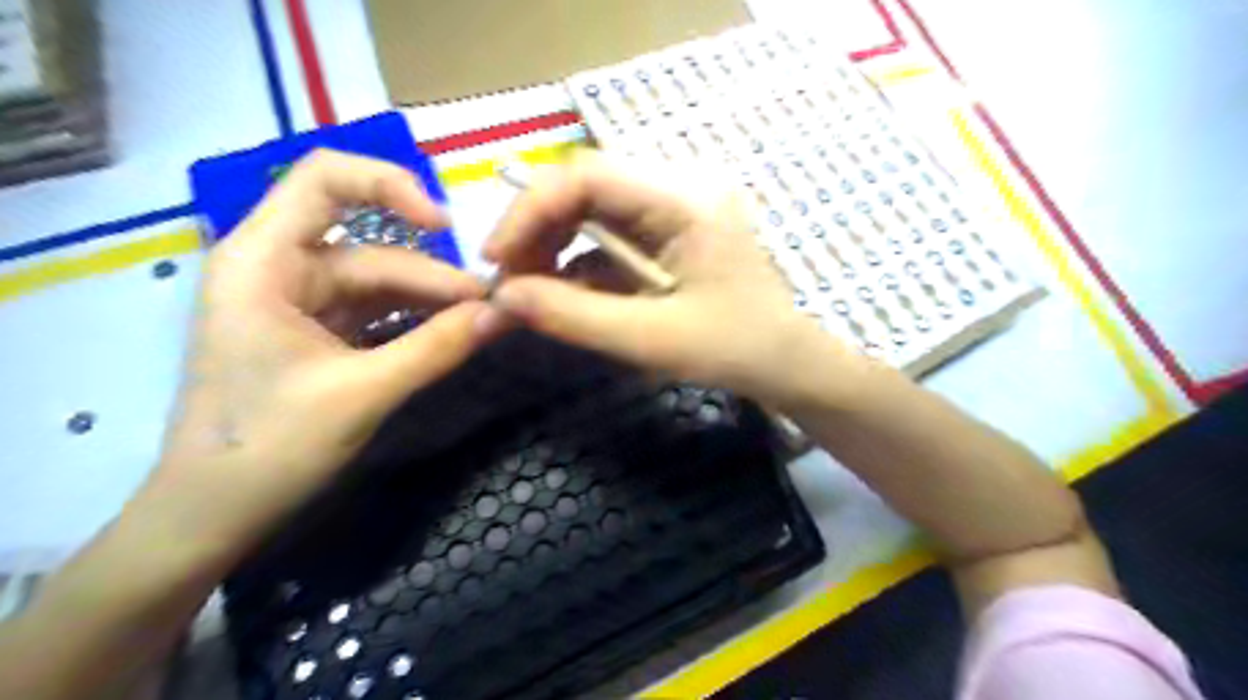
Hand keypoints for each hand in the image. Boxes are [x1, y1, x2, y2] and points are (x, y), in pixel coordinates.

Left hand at [144, 150, 494, 553]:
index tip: (446, 226)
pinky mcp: (319, 333)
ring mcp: (301, 302)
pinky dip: (415, 322)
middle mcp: (280, 268)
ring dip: (431, 302)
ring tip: (482, 322)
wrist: (213, 515)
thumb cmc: (267, 448)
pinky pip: (377, 313)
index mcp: (264, 260)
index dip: (390, 184)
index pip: (325, 179)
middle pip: (373, 248)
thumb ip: (437, 348)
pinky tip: (451, 335)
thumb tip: (504, 313)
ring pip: (381, 283)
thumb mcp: (362, 393)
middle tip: (493, 306)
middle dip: (434, 277)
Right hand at [482, 146, 869, 409]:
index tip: (495, 259)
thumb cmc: (733, 350)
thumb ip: (573, 316)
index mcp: (683, 199)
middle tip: (507, 282)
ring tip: (528, 291)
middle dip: (535, 230)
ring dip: (550, 247)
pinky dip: (575, 262)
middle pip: (583, 186)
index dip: (529, 208)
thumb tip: (500, 299)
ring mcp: (671, 208)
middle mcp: (676, 187)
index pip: (587, 174)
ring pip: (589, 210)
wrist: (784, 362)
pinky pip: (606, 234)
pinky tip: (561, 292)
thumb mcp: (650, 339)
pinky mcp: (665, 232)